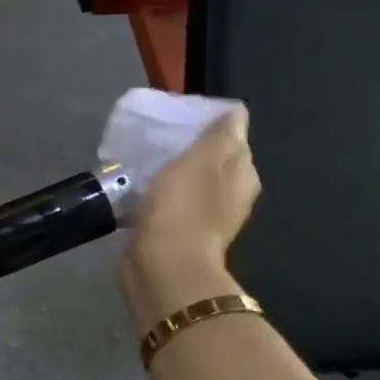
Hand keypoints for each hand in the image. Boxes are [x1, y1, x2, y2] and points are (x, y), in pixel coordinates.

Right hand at [120, 106, 259, 329]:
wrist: (163, 266)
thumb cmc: (184, 207)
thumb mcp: (204, 159)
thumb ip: (221, 134)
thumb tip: (237, 112)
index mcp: (242, 175)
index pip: (232, 138)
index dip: (208, 124)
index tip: (177, 117)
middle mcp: (230, 196)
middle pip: (211, 160)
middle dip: (188, 147)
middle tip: (156, 136)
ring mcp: (204, 218)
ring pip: (188, 182)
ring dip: (170, 172)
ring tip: (142, 160)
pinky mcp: (177, 234)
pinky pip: (169, 203)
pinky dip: (157, 194)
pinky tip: (137, 190)